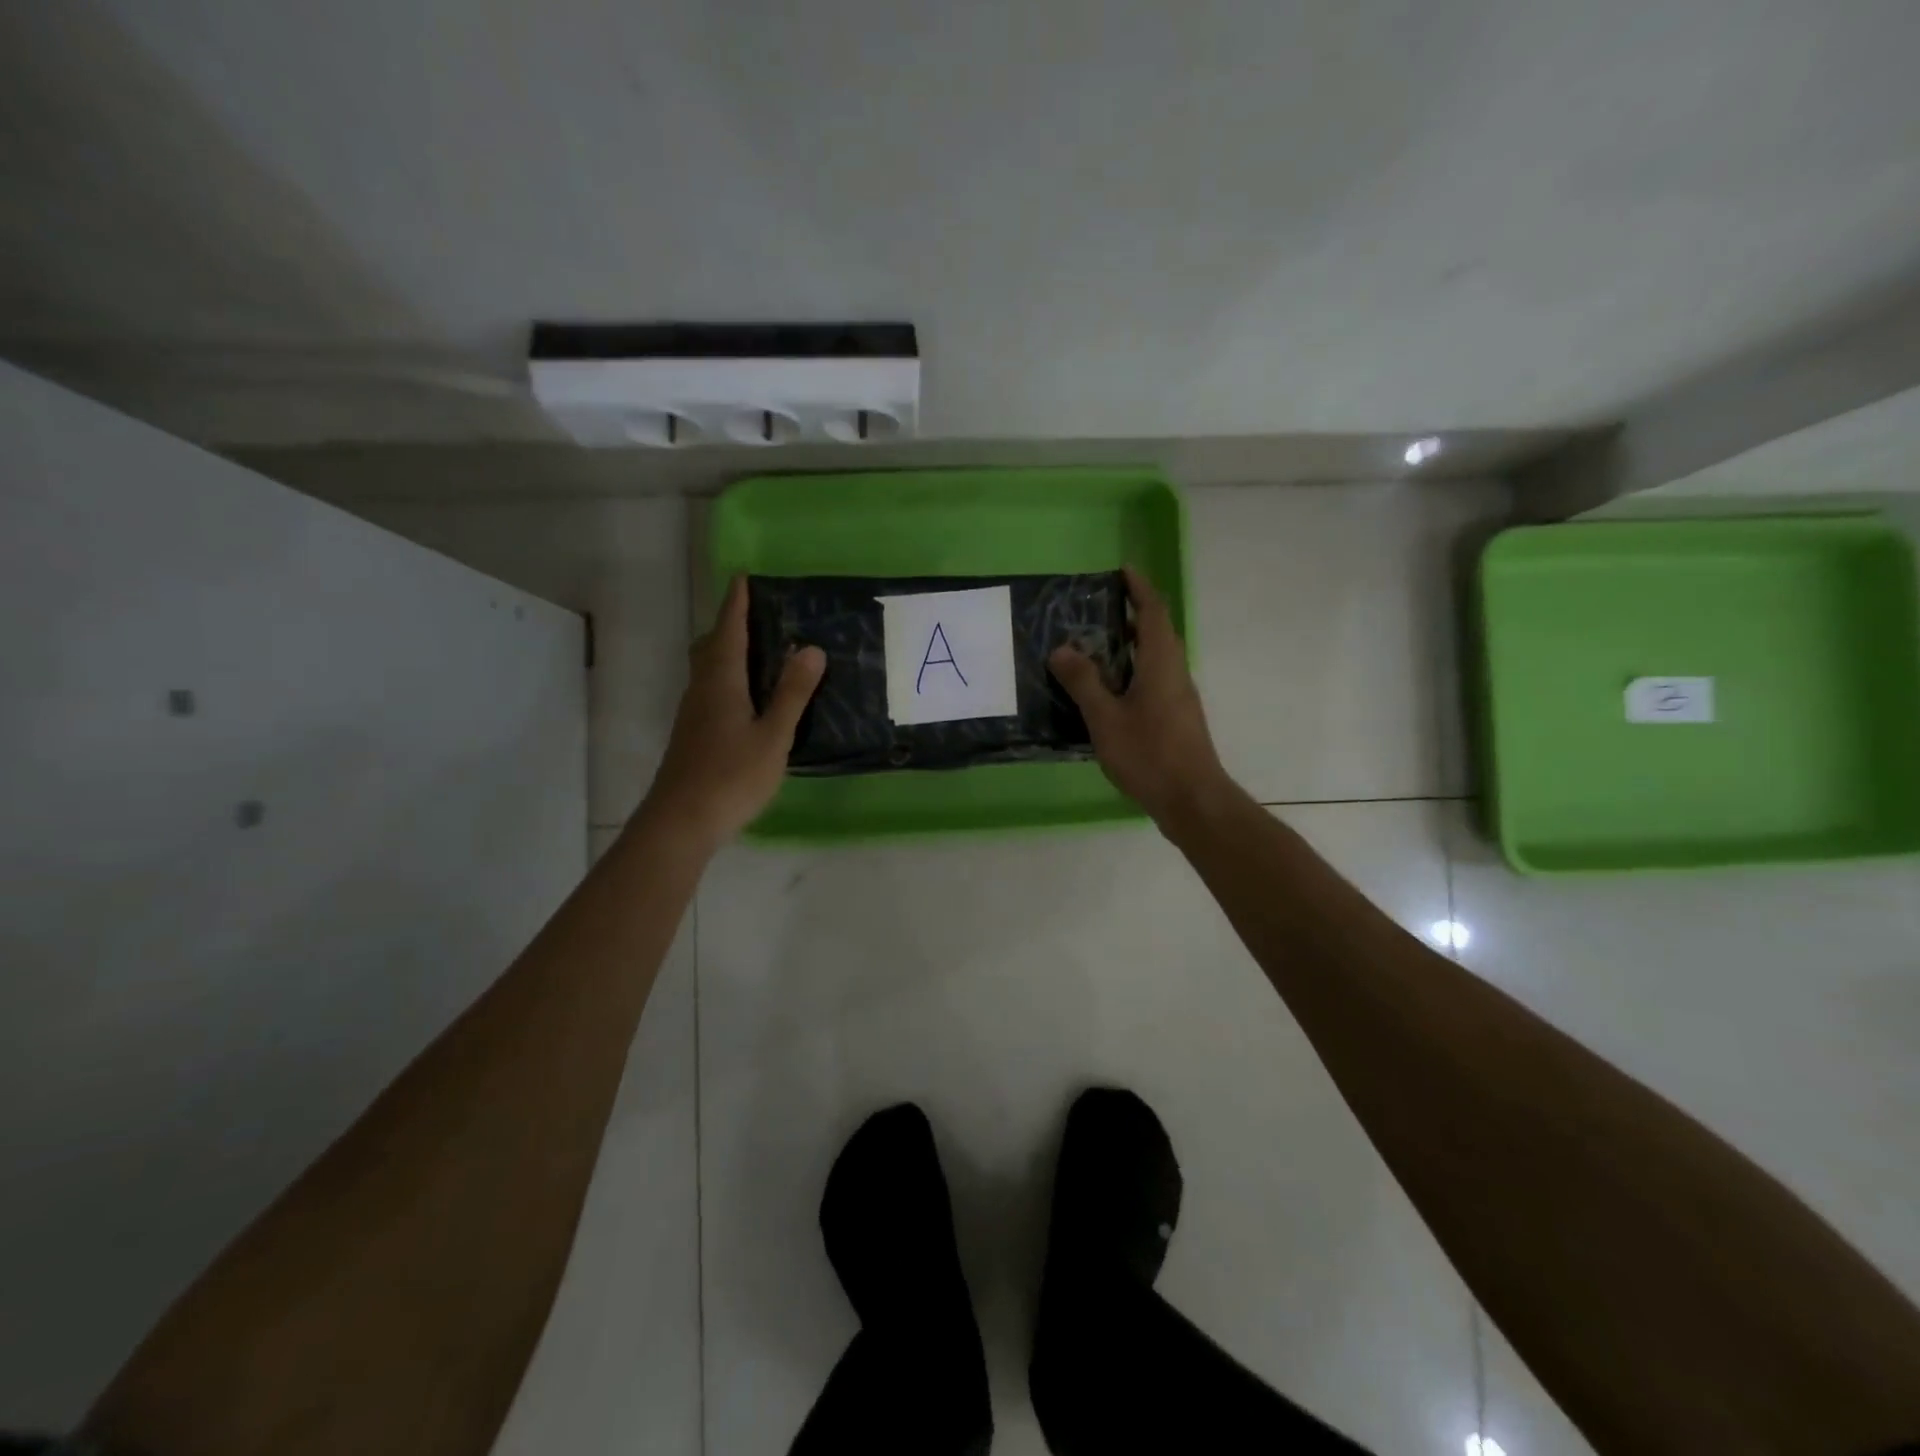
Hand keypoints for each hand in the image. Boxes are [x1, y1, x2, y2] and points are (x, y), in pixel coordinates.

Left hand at [640, 576, 824, 850]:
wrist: (681, 821)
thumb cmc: (731, 776)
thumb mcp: (773, 736)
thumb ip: (792, 693)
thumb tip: (811, 649)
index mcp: (721, 681)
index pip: (729, 630)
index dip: (736, 603)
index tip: (744, 577)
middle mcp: (702, 689)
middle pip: (712, 645)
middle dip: (730, 624)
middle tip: (757, 614)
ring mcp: (693, 713)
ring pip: (708, 668)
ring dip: (728, 650)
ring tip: (759, 650)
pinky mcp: (693, 734)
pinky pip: (710, 689)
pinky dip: (727, 676)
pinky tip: (747, 696)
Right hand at [1048, 566, 1235, 829]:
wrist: (1192, 800)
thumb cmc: (1149, 754)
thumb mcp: (1106, 718)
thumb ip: (1084, 682)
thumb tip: (1062, 649)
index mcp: (1162, 663)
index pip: (1154, 612)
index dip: (1139, 589)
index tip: (1122, 571)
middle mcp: (1175, 673)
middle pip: (1158, 632)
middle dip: (1133, 614)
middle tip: (1098, 608)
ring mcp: (1179, 697)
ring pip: (1156, 658)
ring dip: (1132, 645)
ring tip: (1096, 646)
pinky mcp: (1177, 719)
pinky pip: (1154, 680)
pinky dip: (1133, 671)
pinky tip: (1109, 691)